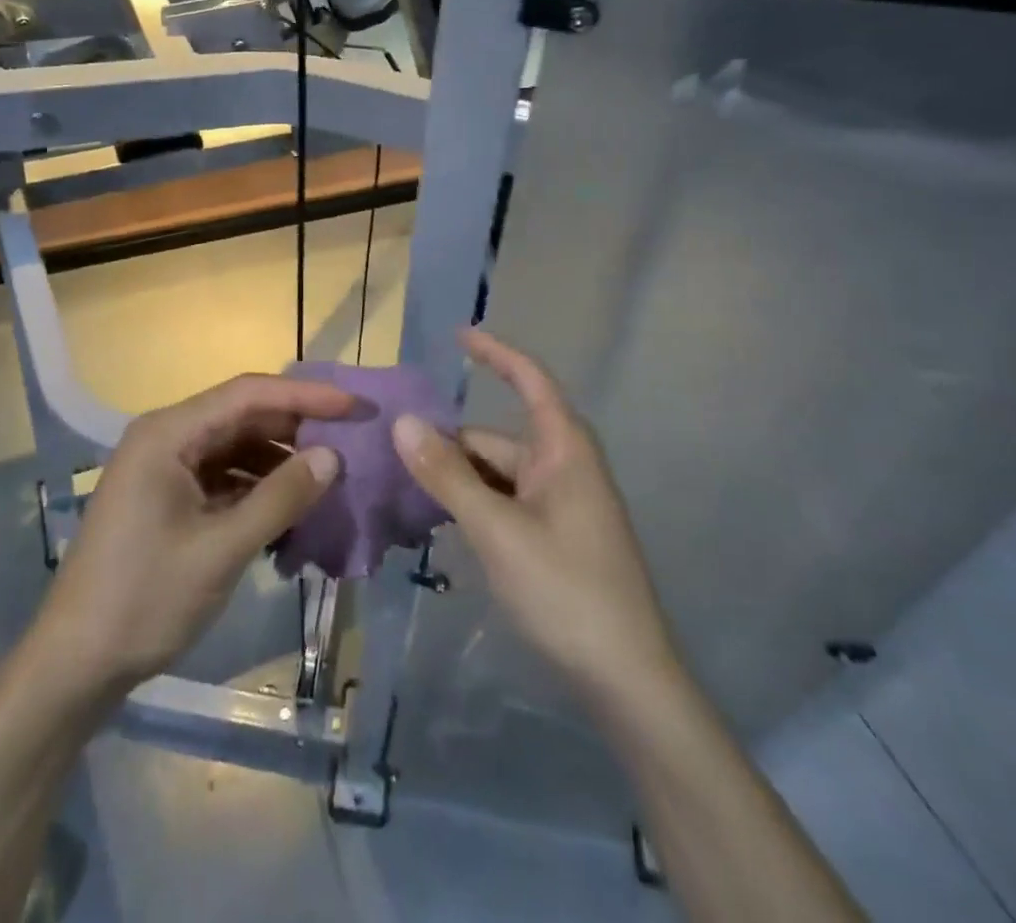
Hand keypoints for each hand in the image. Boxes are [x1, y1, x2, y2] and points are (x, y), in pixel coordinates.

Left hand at [32, 374, 348, 691]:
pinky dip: (257, 489)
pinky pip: (223, 477)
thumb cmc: (144, 599)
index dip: (305, 396)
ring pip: (235, 447)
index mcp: (168, 433)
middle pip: (242, 416)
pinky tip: (289, 511)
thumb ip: (279, 498)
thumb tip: (332, 457)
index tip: (355, 407)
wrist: (75, 665)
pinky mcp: (167, 497)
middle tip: (350, 442)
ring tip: (327, 479)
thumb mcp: (221, 549)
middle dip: (296, 428)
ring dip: (279, 461)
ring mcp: (164, 468)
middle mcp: (165, 438)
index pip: (248, 394)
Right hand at [392, 330, 679, 718]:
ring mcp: (559, 505)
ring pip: (494, 476)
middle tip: (388, 455)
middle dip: (447, 444)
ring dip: (454, 480)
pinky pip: (503, 504)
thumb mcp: (497, 530)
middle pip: (495, 439)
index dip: (496, 353)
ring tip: (400, 491)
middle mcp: (562, 467)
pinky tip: (436, 524)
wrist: (626, 681)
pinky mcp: (553, 537)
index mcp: (563, 450)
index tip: (458, 335)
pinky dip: (472, 506)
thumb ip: (448, 475)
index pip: (530, 380)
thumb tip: (403, 422)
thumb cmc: (565, 590)